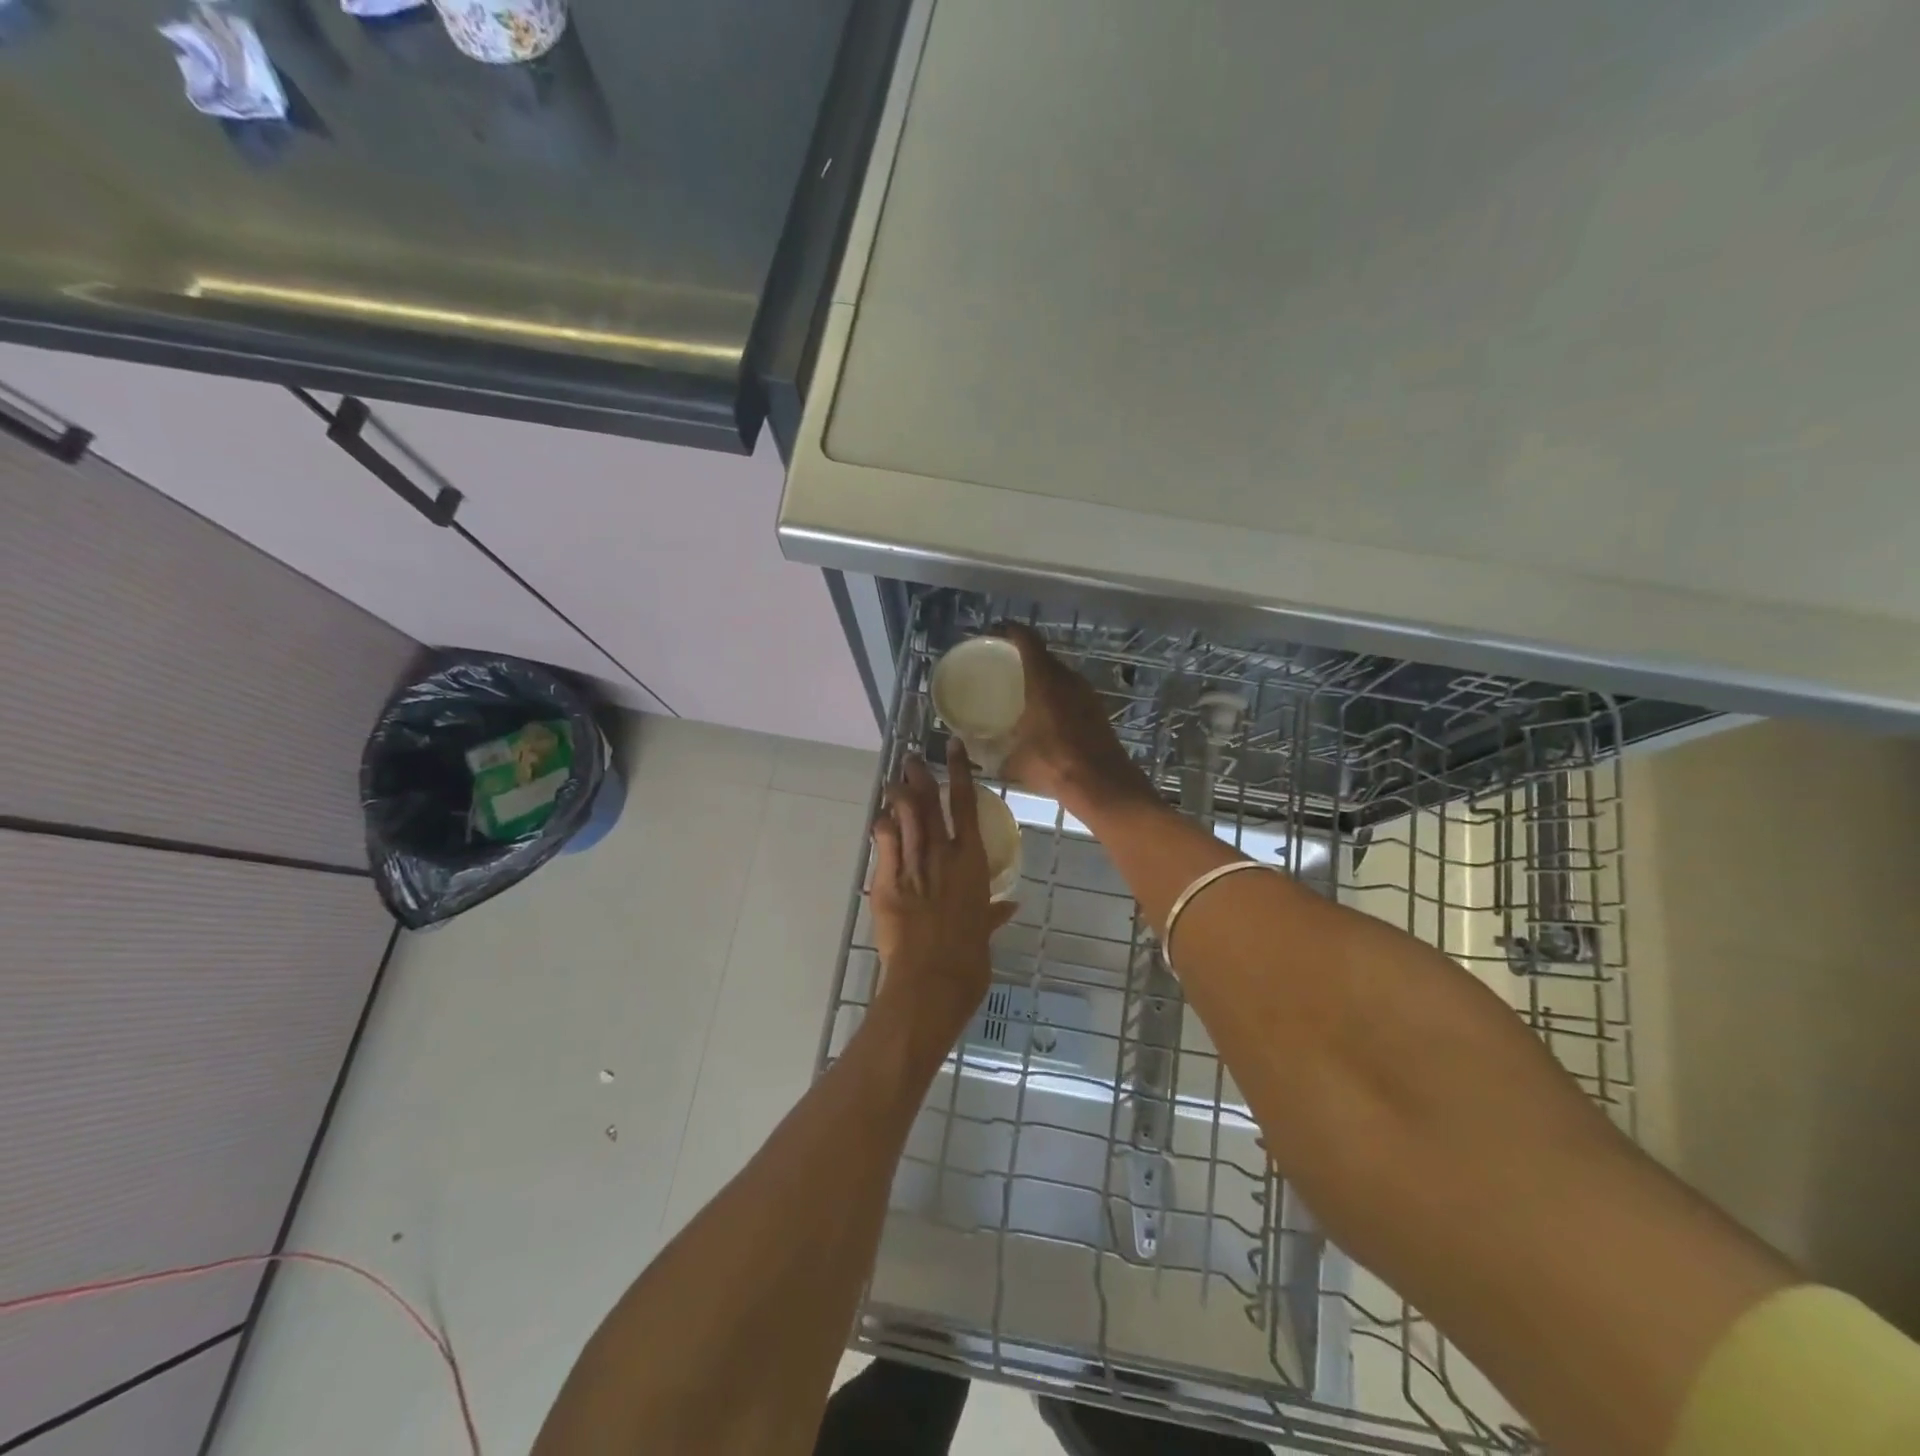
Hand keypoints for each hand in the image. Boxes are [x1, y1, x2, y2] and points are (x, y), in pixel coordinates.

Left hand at [869, 740, 1016, 1039]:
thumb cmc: (969, 959)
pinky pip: (884, 844)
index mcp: (972, 862)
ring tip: (895, 777)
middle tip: (912, 758)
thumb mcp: (985, 933)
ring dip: (899, 795)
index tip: (952, 747)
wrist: (932, 979)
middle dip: (921, 778)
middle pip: (930, 804)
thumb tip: (1011, 905)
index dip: (959, 772)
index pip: (967, 806)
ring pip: (906, 818)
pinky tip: (880, 815)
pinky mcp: (888, 881)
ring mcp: (913, 865)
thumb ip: (994, 914)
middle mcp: (942, 854)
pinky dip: (883, 826)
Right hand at [994, 622, 1155, 815]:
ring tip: (1021, 690)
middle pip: (1044, 656)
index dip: (1010, 630)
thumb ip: (993, 753)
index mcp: (1044, 679)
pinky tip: (1045, 714)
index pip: (1027, 639)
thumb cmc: (1054, 764)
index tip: (994, 632)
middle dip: (1024, 656)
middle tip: (1003, 665)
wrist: (1102, 784)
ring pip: (1060, 675)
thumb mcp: (1014, 761)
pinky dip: (1056, 696)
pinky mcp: (1097, 711)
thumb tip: (975, 754)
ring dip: (1042, 678)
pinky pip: (1071, 693)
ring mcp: (1086, 694)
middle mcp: (1067, 679)